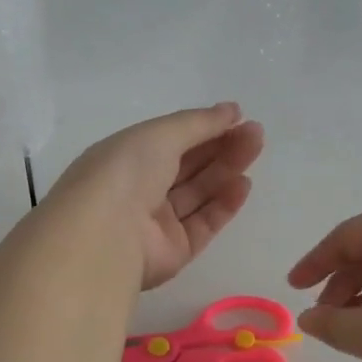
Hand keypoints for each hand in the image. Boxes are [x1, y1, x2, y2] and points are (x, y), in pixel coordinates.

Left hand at [47, 103, 264, 289]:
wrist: (106, 234)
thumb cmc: (126, 172)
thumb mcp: (161, 134)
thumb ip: (199, 122)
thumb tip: (232, 110)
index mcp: (126, 158)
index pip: (171, 140)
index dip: (203, 128)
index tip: (237, 117)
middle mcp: (140, 189)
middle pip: (188, 166)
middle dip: (221, 147)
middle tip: (255, 133)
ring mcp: (156, 223)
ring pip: (199, 193)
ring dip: (227, 170)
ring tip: (256, 148)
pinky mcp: (174, 251)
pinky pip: (203, 224)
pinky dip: (224, 204)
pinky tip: (244, 184)